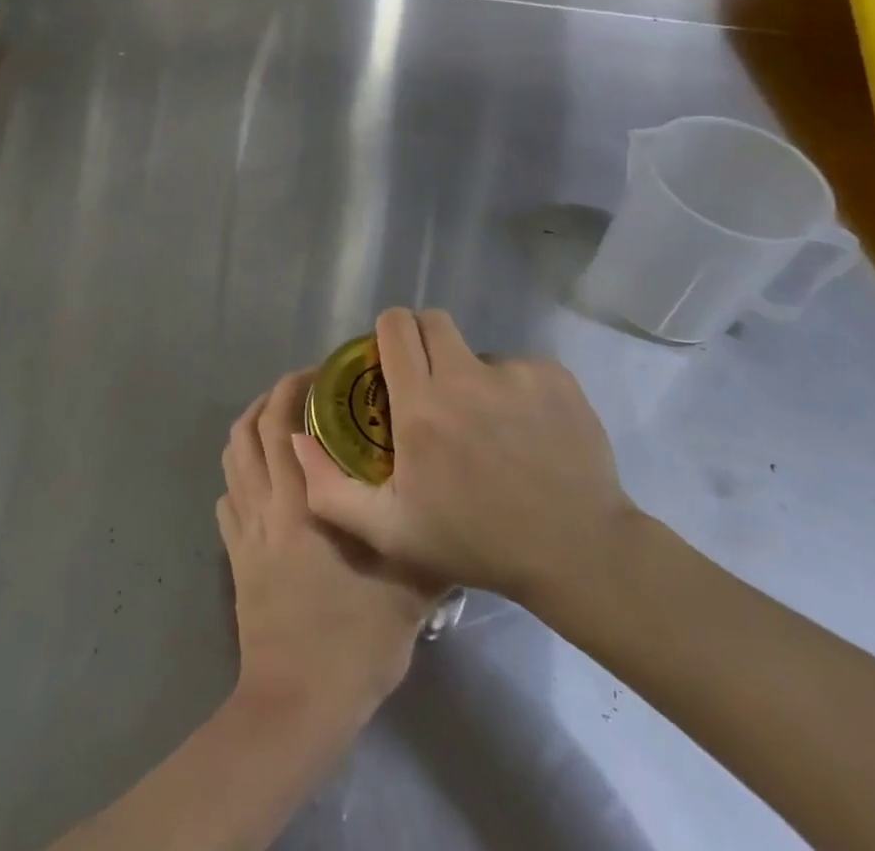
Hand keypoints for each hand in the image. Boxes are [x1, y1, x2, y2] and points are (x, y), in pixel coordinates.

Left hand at [218, 370, 437, 725]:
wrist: (296, 704)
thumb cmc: (352, 642)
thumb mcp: (407, 592)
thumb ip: (428, 546)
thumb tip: (451, 514)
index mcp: (301, 501)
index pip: (282, 423)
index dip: (293, 389)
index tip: (321, 374)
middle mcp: (265, 503)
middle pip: (249, 429)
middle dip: (271, 397)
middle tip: (303, 388)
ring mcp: (244, 530)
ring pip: (232, 457)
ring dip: (249, 427)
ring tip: (278, 419)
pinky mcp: (234, 556)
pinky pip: (227, 496)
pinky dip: (239, 472)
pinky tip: (260, 477)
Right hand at [291, 308, 642, 624]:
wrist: (577, 552)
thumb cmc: (476, 543)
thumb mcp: (390, 532)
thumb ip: (329, 488)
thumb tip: (297, 438)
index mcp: (422, 406)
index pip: (395, 326)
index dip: (387, 334)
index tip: (389, 360)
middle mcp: (465, 377)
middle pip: (433, 321)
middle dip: (424, 341)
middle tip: (430, 382)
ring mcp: (515, 373)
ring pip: (477, 349)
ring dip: (470, 373)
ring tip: (485, 422)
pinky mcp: (554, 377)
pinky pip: (519, 367)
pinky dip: (513, 388)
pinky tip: (523, 430)